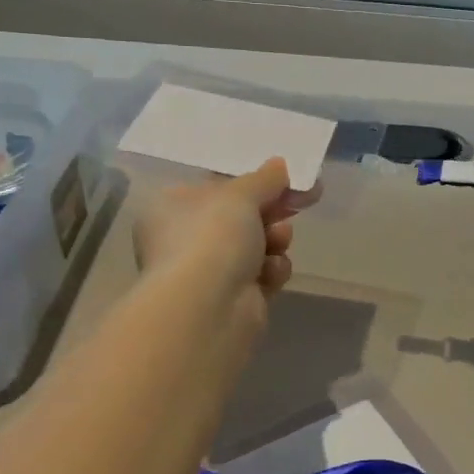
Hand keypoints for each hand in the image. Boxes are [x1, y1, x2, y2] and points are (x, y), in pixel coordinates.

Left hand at [133, 158, 301, 306]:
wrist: (208, 308)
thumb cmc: (212, 237)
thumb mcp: (241, 194)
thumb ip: (265, 178)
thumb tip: (279, 165)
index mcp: (171, 208)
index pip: (216, 188)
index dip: (254, 182)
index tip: (288, 178)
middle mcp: (183, 240)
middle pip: (240, 218)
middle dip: (271, 212)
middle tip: (301, 201)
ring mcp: (206, 273)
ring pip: (256, 246)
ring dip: (275, 240)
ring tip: (279, 240)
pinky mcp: (231, 300)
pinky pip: (261, 275)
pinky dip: (271, 271)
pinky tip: (271, 273)